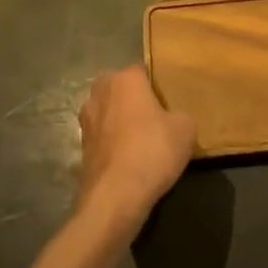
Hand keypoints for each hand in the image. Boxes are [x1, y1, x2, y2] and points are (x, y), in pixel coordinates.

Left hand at [75, 65, 195, 234]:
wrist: (115, 197)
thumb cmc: (152, 151)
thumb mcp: (186, 129)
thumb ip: (181, 115)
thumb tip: (174, 119)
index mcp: (125, 79)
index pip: (143, 71)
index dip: (156, 87)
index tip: (168, 103)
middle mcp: (100, 92)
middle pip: (120, 88)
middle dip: (133, 100)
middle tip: (155, 119)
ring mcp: (86, 119)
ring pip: (108, 112)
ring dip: (120, 121)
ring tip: (141, 141)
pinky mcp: (80, 146)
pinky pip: (102, 136)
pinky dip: (112, 144)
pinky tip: (128, 159)